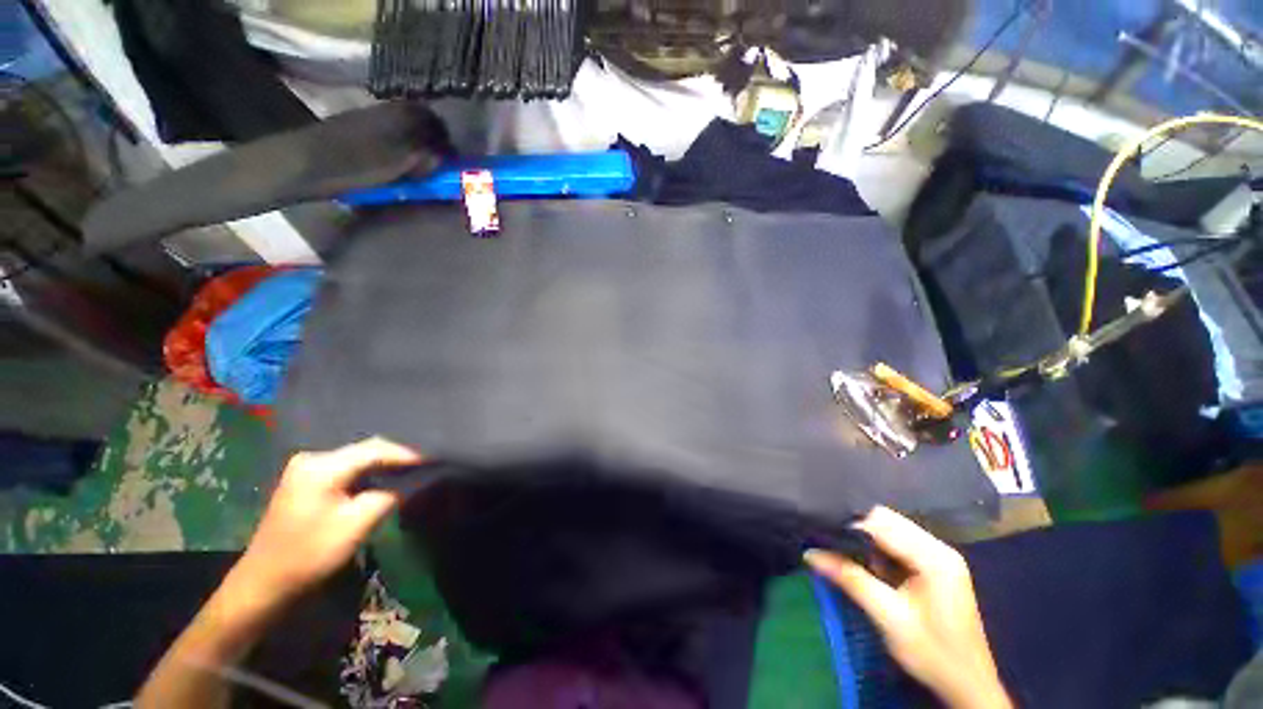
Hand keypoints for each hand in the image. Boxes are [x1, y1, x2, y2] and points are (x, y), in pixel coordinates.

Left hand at [232, 437, 422, 606]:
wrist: (264, 584)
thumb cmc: (311, 554)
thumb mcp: (357, 525)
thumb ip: (387, 496)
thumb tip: (409, 481)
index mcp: (321, 466)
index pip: (374, 449)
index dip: (405, 453)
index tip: (431, 460)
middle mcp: (312, 459)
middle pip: (364, 450)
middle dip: (395, 457)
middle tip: (423, 463)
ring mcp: (305, 469)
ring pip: (356, 458)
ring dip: (382, 464)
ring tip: (409, 469)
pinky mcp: (305, 481)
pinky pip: (346, 468)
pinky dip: (367, 472)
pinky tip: (382, 478)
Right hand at [805, 507, 1011, 708]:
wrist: (968, 687)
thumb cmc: (932, 653)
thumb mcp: (888, 617)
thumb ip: (850, 579)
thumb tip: (810, 553)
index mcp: (934, 557)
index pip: (882, 523)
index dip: (849, 525)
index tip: (820, 531)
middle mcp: (938, 548)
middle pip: (887, 521)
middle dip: (856, 529)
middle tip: (828, 542)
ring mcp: (939, 557)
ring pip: (891, 530)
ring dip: (866, 540)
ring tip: (840, 551)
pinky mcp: (935, 567)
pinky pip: (898, 545)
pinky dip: (878, 550)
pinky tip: (866, 565)